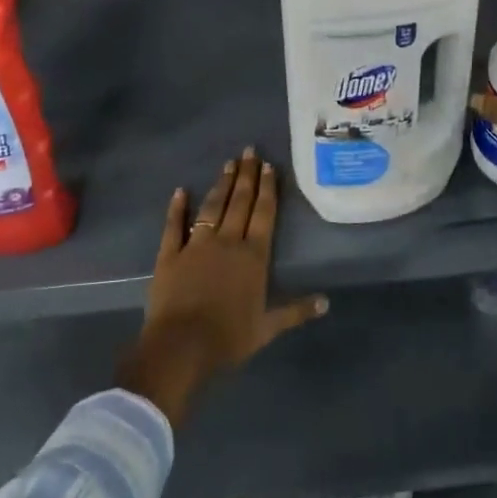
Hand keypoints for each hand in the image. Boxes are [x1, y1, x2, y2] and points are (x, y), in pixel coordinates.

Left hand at [117, 148, 327, 424]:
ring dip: (221, 184)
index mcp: (253, 256)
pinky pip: (174, 226)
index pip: (263, 214)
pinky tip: (180, 191)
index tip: (268, 165)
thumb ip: (296, 311)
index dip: (267, 188)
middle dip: (246, 175)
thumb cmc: (228, 338)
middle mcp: (227, 242)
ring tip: (228, 163)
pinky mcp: (170, 254)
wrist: (180, 346)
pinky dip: (177, 208)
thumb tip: (326, 302)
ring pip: (212, 207)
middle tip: (249, 151)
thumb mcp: (267, 328)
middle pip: (239, 202)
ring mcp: (196, 245)